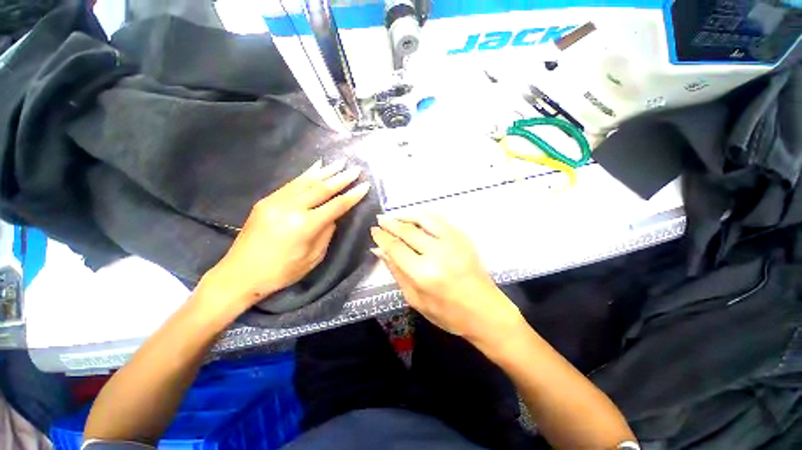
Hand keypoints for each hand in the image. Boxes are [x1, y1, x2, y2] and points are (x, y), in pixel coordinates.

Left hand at [198, 160, 369, 313]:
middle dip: (341, 178)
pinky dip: (306, 174)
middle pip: (322, 189)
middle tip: (355, 169)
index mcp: (305, 226)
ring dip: (325, 171)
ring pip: (306, 182)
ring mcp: (276, 201)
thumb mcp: (313, 258)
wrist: (239, 274)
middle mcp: (291, 208)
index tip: (365, 185)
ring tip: (340, 163)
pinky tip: (316, 167)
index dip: (352, 195)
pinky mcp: (266, 201)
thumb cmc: (282, 272)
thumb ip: (326, 233)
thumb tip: (332, 216)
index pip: (336, 206)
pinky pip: (291, 183)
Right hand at [370, 215, 523, 342]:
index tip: (374, 230)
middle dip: (391, 223)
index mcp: (423, 274)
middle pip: (408, 231)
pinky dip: (424, 217)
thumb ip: (396, 273)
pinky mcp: (463, 238)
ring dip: (407, 215)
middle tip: (380, 218)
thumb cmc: (448, 313)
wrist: (486, 311)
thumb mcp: (416, 300)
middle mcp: (438, 253)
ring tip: (396, 217)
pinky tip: (416, 219)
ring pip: (424, 219)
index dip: (382, 237)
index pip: (396, 247)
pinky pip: (440, 220)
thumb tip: (379, 251)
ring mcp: (453, 242)